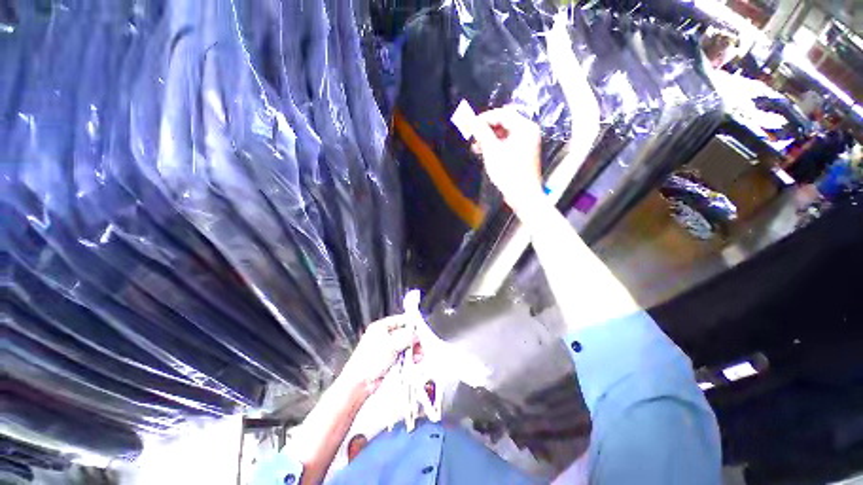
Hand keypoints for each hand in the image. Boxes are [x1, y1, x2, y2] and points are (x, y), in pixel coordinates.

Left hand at [339, 316, 414, 395]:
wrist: (359, 384)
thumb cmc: (367, 362)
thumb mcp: (391, 345)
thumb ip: (406, 338)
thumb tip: (416, 334)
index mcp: (380, 327)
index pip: (400, 320)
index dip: (410, 323)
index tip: (420, 328)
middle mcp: (383, 336)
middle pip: (404, 333)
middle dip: (413, 340)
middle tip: (419, 345)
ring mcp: (386, 349)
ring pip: (405, 345)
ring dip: (412, 350)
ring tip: (416, 356)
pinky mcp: (389, 360)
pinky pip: (403, 356)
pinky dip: (409, 358)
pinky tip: (412, 362)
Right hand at [470, 107, 545, 215]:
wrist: (523, 195)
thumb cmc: (509, 173)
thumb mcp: (492, 151)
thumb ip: (482, 133)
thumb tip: (472, 122)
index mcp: (524, 128)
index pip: (503, 114)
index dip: (485, 118)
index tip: (471, 125)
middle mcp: (527, 132)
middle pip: (504, 123)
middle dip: (486, 129)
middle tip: (473, 136)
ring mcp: (525, 143)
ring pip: (504, 134)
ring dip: (489, 138)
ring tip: (476, 147)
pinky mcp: (522, 153)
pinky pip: (507, 143)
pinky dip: (495, 146)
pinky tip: (484, 152)